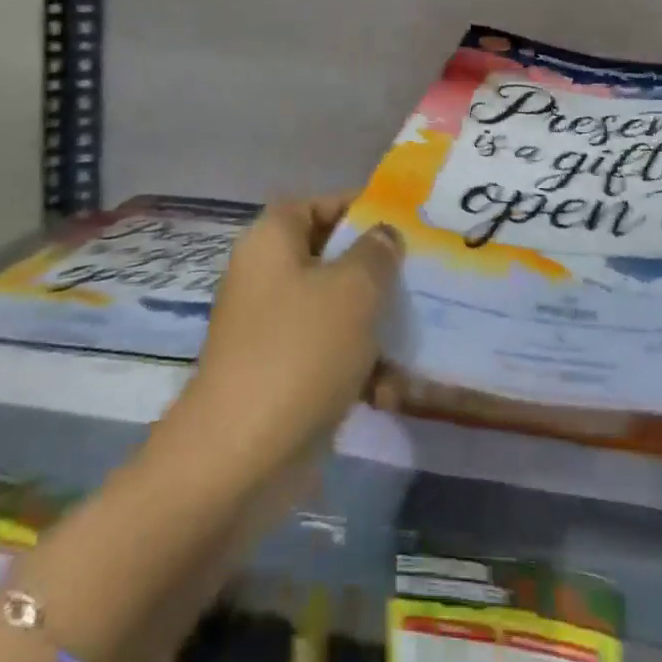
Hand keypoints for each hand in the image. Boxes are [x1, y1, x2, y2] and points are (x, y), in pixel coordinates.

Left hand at [153, 195, 403, 502]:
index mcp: (271, 242)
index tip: (401, 224)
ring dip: (375, 330)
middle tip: (421, 282)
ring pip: (335, 312)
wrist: (240, 457)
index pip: (315, 204)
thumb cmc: (300, 351)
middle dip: (376, 275)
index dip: (356, 207)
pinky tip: (390, 395)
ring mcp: (270, 330)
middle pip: (330, 259)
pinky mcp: (280, 376)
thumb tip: (383, 234)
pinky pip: (327, 357)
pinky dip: (358, 371)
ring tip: (413, 348)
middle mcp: (266, 278)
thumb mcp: (353, 290)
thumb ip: (376, 253)